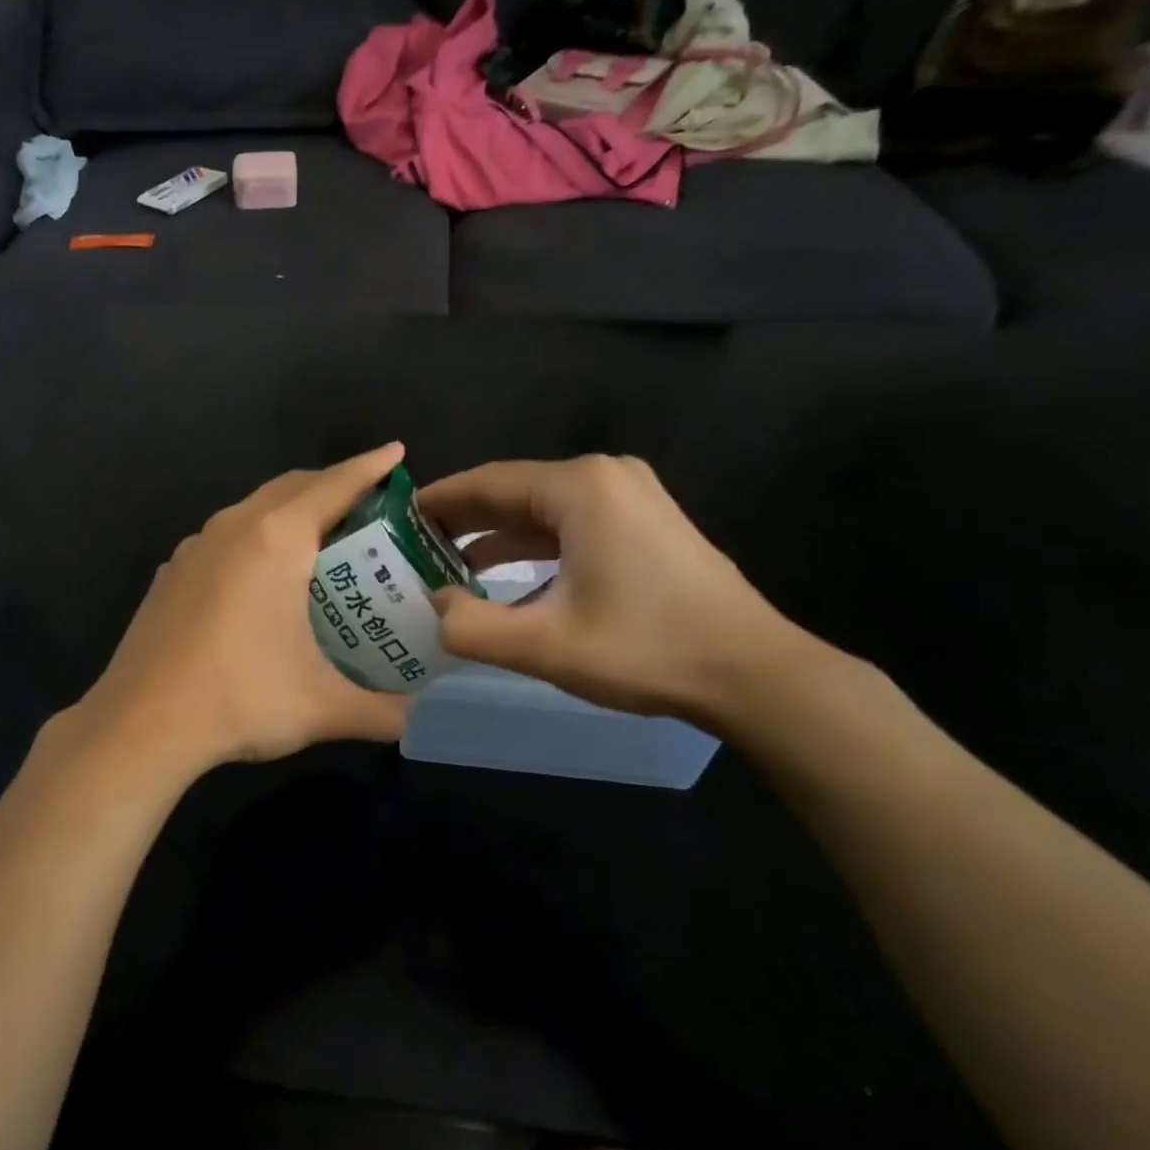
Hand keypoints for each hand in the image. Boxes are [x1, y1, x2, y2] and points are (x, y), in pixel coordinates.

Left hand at [71, 443, 413, 777]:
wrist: (139, 726)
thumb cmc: (239, 700)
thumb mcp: (323, 708)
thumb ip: (386, 712)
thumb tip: (426, 718)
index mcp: (276, 540)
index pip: (335, 485)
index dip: (370, 467)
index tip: (397, 453)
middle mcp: (233, 527)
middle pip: (293, 487)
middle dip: (333, 485)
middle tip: (369, 508)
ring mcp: (194, 547)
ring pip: (254, 509)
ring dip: (291, 511)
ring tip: (321, 541)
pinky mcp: (171, 572)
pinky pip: (225, 536)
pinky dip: (256, 538)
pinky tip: (263, 580)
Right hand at [418, 456, 807, 723]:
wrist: (751, 672)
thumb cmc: (645, 648)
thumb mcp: (545, 645)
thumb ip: (472, 627)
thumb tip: (434, 605)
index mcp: (579, 488)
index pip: (487, 482)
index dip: (439, 502)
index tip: (398, 521)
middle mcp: (604, 477)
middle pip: (513, 491)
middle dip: (463, 520)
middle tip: (414, 547)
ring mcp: (631, 496)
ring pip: (542, 509)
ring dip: (496, 536)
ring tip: (448, 565)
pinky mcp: (645, 522)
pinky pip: (571, 523)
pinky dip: (533, 545)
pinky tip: (506, 576)